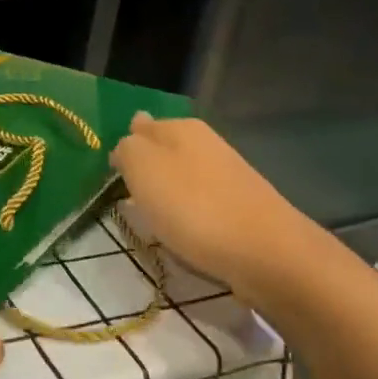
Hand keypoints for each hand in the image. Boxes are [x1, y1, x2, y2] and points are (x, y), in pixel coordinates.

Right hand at [110, 114, 312, 293]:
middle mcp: (206, 143)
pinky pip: (200, 203)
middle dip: (146, 170)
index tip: (113, 175)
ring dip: (166, 194)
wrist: (265, 252)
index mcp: (180, 128)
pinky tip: (181, 231)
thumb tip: (127, 143)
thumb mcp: (143, 168)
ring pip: (182, 177)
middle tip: (127, 196)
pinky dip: (187, 215)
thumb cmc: (193, 206)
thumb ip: (127, 149)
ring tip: (150, 217)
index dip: (125, 148)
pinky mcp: (239, 206)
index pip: (141, 126)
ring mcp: (226, 174)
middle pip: (164, 151)